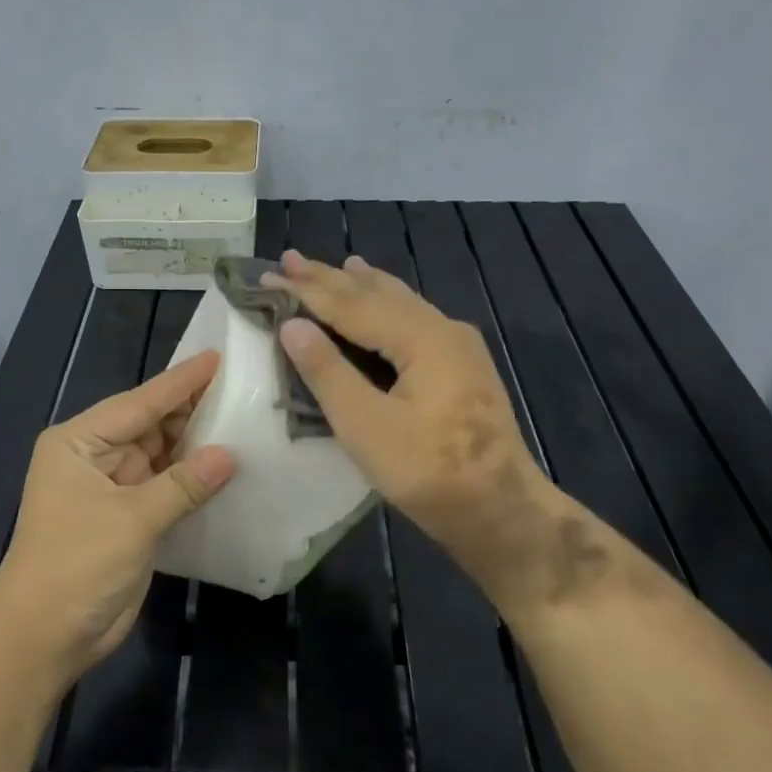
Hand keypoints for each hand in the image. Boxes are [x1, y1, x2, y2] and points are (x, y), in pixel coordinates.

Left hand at [0, 352, 235, 681]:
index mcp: (79, 442)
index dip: (181, 382)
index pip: (139, 402)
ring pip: (162, 454)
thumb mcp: (131, 520)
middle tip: (243, 387)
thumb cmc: (77, 566)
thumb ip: (183, 485)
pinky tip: (228, 465)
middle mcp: (95, 456)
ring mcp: (112, 487)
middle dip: (193, 410)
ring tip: (245, 419)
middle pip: (151, 424)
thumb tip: (230, 454)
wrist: (45, 637)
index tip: (218, 357)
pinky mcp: (128, 517)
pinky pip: (166, 486)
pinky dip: (193, 478)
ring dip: (196, 444)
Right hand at [269, 250, 573, 614]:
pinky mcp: (462, 367)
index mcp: (422, 338)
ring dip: (362, 287)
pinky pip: (414, 321)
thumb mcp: (367, 427)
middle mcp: (443, 329)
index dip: (307, 290)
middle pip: (377, 295)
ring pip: (400, 304)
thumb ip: (328, 372)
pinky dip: (387, 306)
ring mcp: (458, 346)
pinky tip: (385, 303)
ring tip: (340, 265)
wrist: (503, 512)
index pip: (351, 304)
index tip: (269, 273)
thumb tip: (292, 325)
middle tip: (291, 258)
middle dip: (331, 278)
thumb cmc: (430, 473)